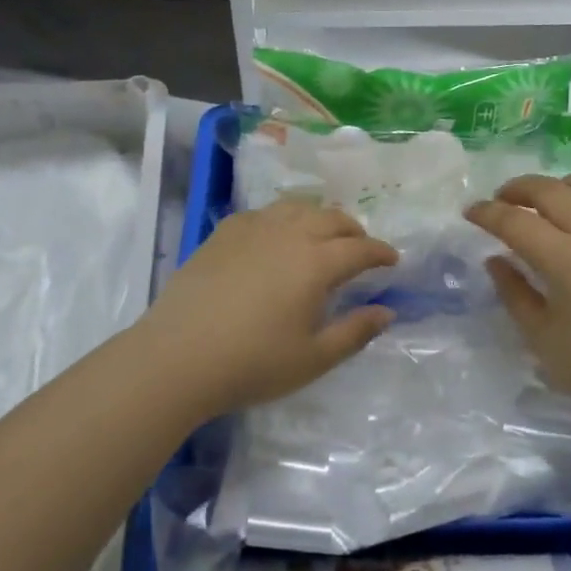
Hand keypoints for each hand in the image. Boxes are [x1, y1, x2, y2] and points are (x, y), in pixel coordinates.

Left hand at [136, 200, 397, 419]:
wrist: (177, 356)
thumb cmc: (252, 363)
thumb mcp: (313, 358)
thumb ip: (355, 332)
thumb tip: (387, 312)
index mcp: (316, 262)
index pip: (360, 248)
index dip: (381, 252)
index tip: (393, 260)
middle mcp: (289, 234)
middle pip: (331, 218)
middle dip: (353, 231)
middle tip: (361, 248)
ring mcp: (253, 228)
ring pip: (298, 208)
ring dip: (319, 218)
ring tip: (322, 236)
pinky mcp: (224, 232)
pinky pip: (264, 213)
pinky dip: (283, 219)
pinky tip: (276, 237)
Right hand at [465, 173, 570, 430]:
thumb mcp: (540, 336)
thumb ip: (513, 291)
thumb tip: (495, 259)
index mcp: (566, 262)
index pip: (516, 222)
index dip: (487, 213)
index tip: (471, 212)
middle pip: (551, 190)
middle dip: (518, 188)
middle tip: (502, 201)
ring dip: (566, 184)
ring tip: (552, 200)